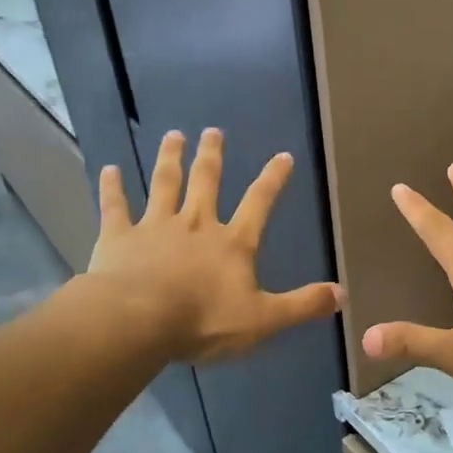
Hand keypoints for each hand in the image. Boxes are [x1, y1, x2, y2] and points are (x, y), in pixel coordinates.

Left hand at [88, 128, 341, 363]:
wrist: (139, 321)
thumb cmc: (204, 321)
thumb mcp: (264, 319)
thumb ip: (302, 305)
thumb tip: (343, 295)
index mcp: (232, 244)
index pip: (259, 203)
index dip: (273, 179)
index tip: (283, 155)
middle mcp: (195, 225)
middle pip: (206, 183)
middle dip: (212, 156)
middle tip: (212, 131)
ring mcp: (155, 227)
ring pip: (164, 185)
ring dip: (170, 159)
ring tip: (173, 135)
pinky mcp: (119, 238)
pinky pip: (116, 207)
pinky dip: (113, 188)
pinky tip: (109, 169)